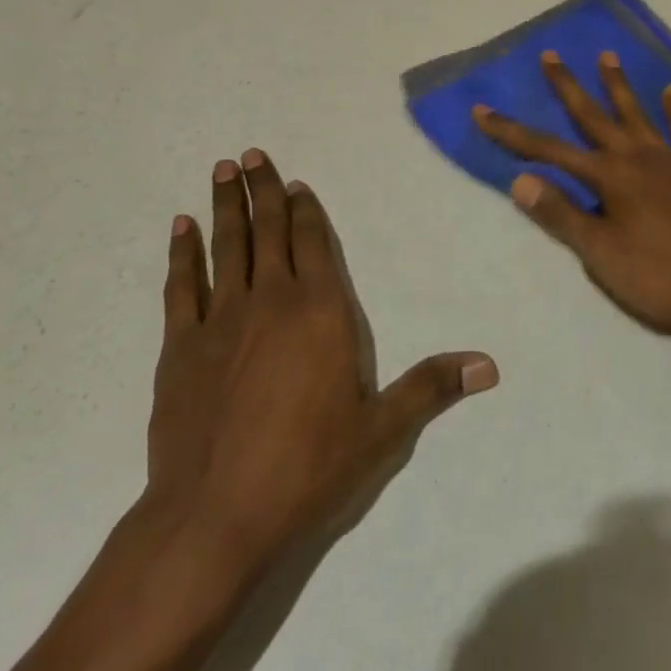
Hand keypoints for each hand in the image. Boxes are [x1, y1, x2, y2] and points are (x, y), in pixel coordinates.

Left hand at [146, 149, 497, 590]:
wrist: (215, 515)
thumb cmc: (307, 469)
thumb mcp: (381, 431)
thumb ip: (430, 387)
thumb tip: (489, 364)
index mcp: (320, 310)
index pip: (314, 242)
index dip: (306, 209)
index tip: (295, 182)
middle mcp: (270, 300)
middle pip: (269, 231)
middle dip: (263, 190)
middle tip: (251, 154)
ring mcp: (221, 319)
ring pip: (226, 246)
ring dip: (226, 206)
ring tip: (223, 169)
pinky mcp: (180, 346)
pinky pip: (181, 285)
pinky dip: (182, 252)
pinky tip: (180, 226)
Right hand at [474, 52, 670, 329]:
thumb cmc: (666, 276)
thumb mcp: (603, 255)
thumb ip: (562, 215)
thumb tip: (520, 180)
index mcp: (610, 177)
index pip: (549, 151)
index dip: (512, 133)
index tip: (483, 111)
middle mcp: (638, 157)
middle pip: (594, 116)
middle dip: (568, 88)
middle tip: (551, 55)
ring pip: (638, 114)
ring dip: (619, 86)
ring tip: (606, 56)